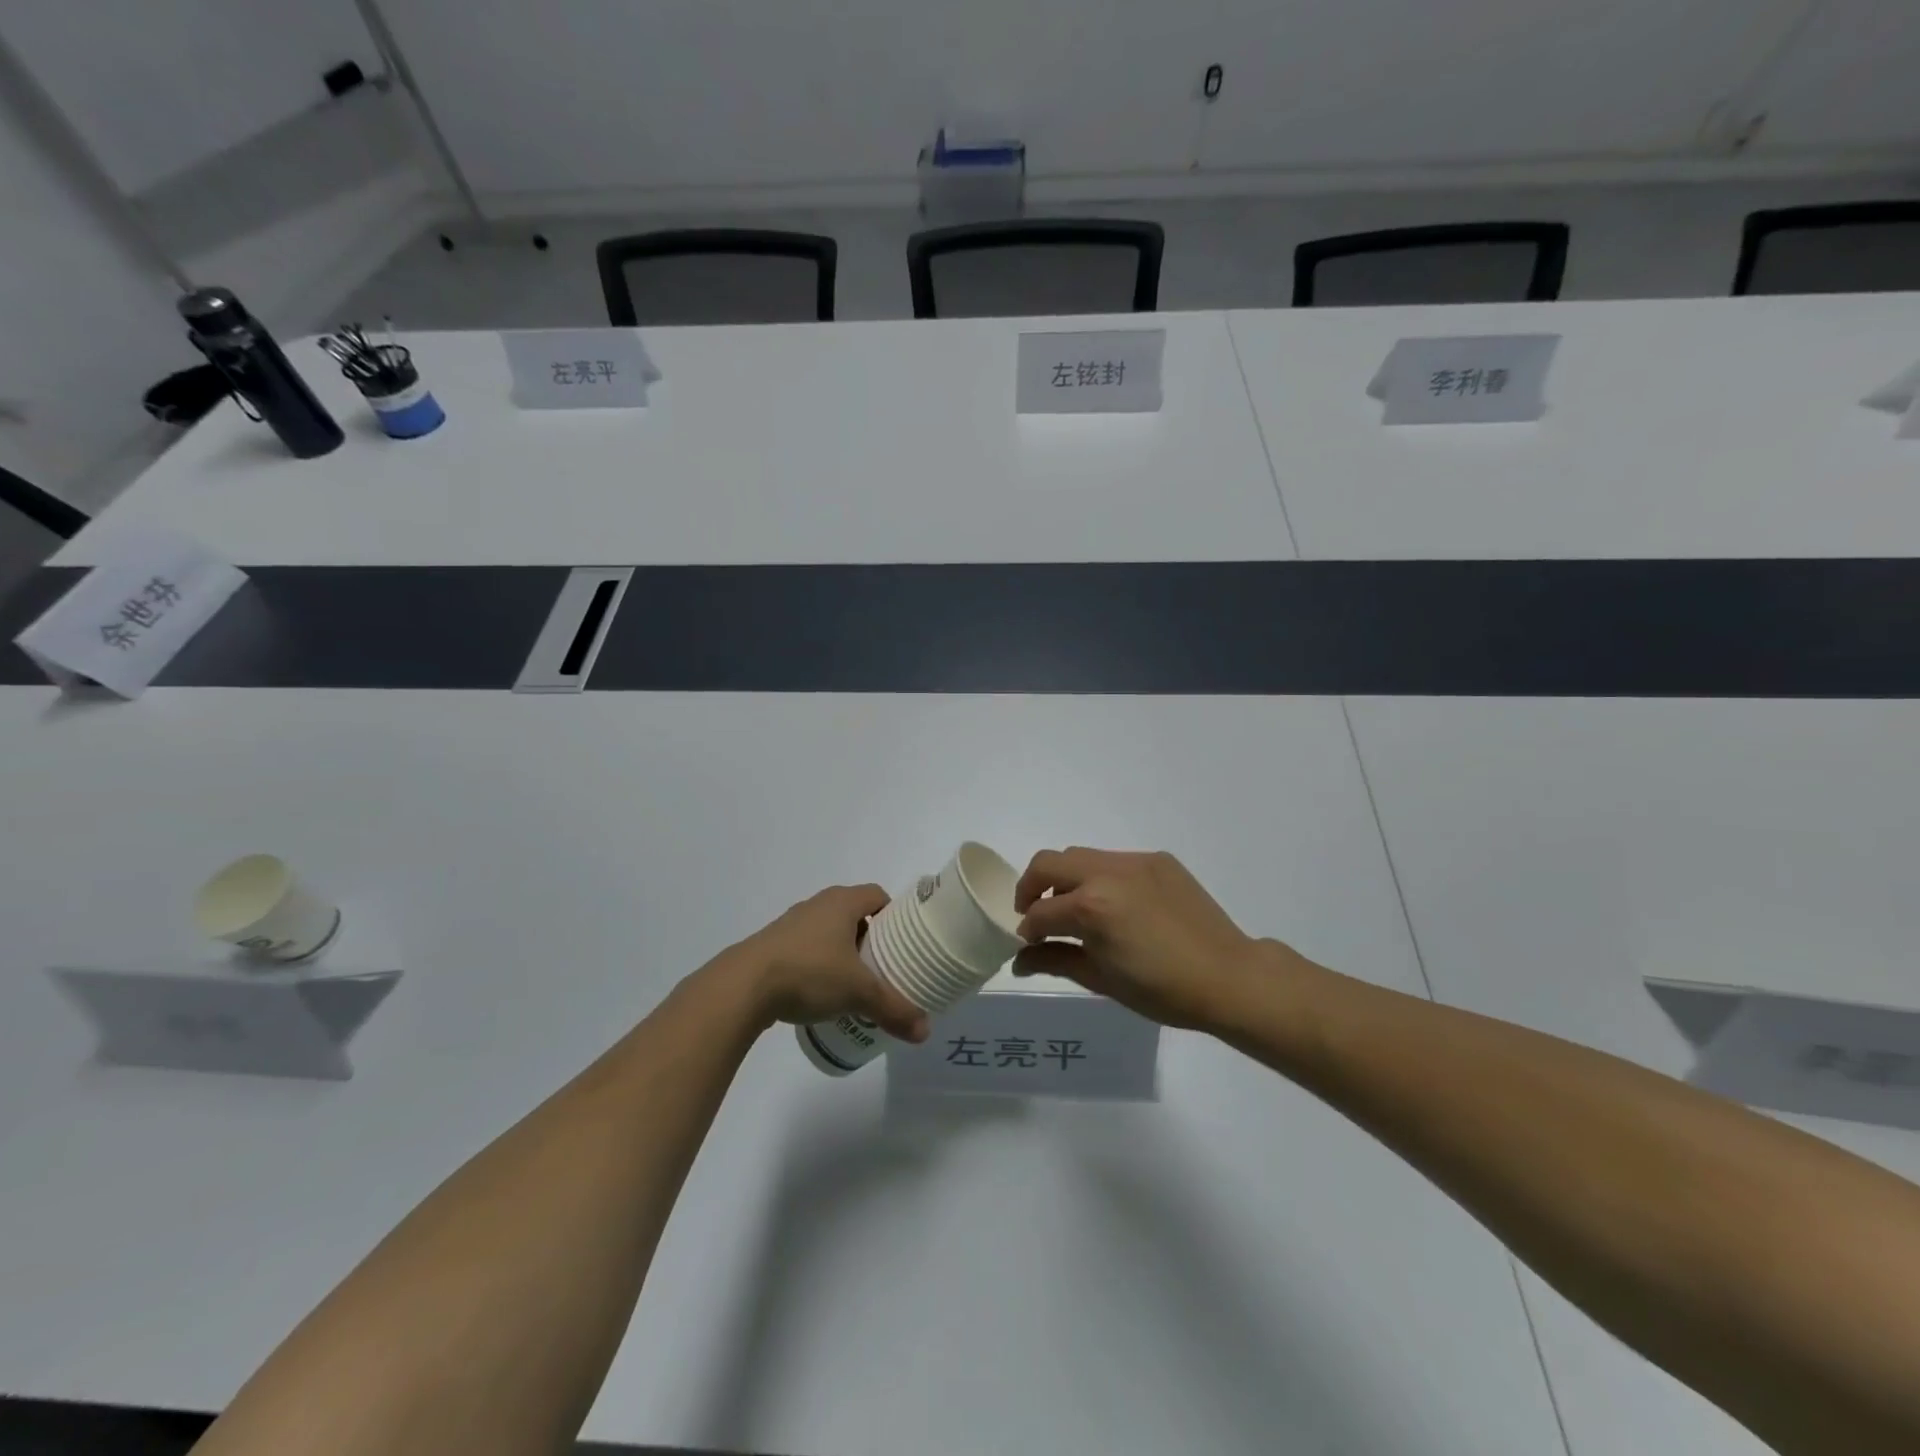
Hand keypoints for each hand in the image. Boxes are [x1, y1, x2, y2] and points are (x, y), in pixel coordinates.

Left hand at [729, 885, 928, 1043]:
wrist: (743, 987)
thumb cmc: (809, 973)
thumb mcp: (859, 993)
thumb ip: (893, 1009)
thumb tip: (925, 1032)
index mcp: (842, 902)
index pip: (877, 895)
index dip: (894, 915)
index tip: (904, 942)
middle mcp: (817, 905)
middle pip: (853, 914)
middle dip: (870, 938)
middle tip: (885, 966)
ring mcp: (791, 924)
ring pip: (828, 932)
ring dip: (842, 952)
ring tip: (854, 983)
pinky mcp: (771, 946)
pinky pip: (805, 948)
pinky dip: (818, 964)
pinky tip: (820, 993)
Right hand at [1013, 848, 1271, 1030]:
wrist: (1229, 977)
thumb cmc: (1162, 990)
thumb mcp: (1101, 980)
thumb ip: (1055, 961)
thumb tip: (1020, 960)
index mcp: (1092, 906)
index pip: (1041, 912)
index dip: (1028, 930)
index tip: (1028, 943)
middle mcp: (1108, 872)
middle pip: (1048, 863)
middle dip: (1031, 887)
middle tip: (1035, 915)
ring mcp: (1135, 861)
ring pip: (1080, 856)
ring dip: (1066, 879)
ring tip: (1075, 909)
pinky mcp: (1158, 860)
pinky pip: (1114, 860)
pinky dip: (1100, 877)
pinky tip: (1116, 905)